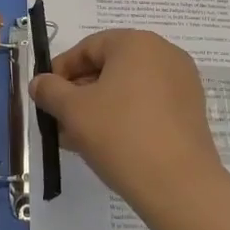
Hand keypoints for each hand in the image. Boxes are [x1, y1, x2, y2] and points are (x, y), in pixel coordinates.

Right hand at [30, 29, 226, 208]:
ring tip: (76, 139)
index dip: (61, 71)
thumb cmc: (120, 135)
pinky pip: (148, 105)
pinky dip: (125, 118)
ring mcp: (182, 82)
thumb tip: (39, 83)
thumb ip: (50, 90)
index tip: (45, 96)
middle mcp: (164, 54)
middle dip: (79, 93)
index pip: (88, 48)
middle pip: (109, 67)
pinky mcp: (191, 110)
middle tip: (59, 120)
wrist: (179, 185)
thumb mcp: (73, 111)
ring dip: (99, 108)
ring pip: (128, 89)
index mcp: (136, 43)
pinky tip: (106, 145)